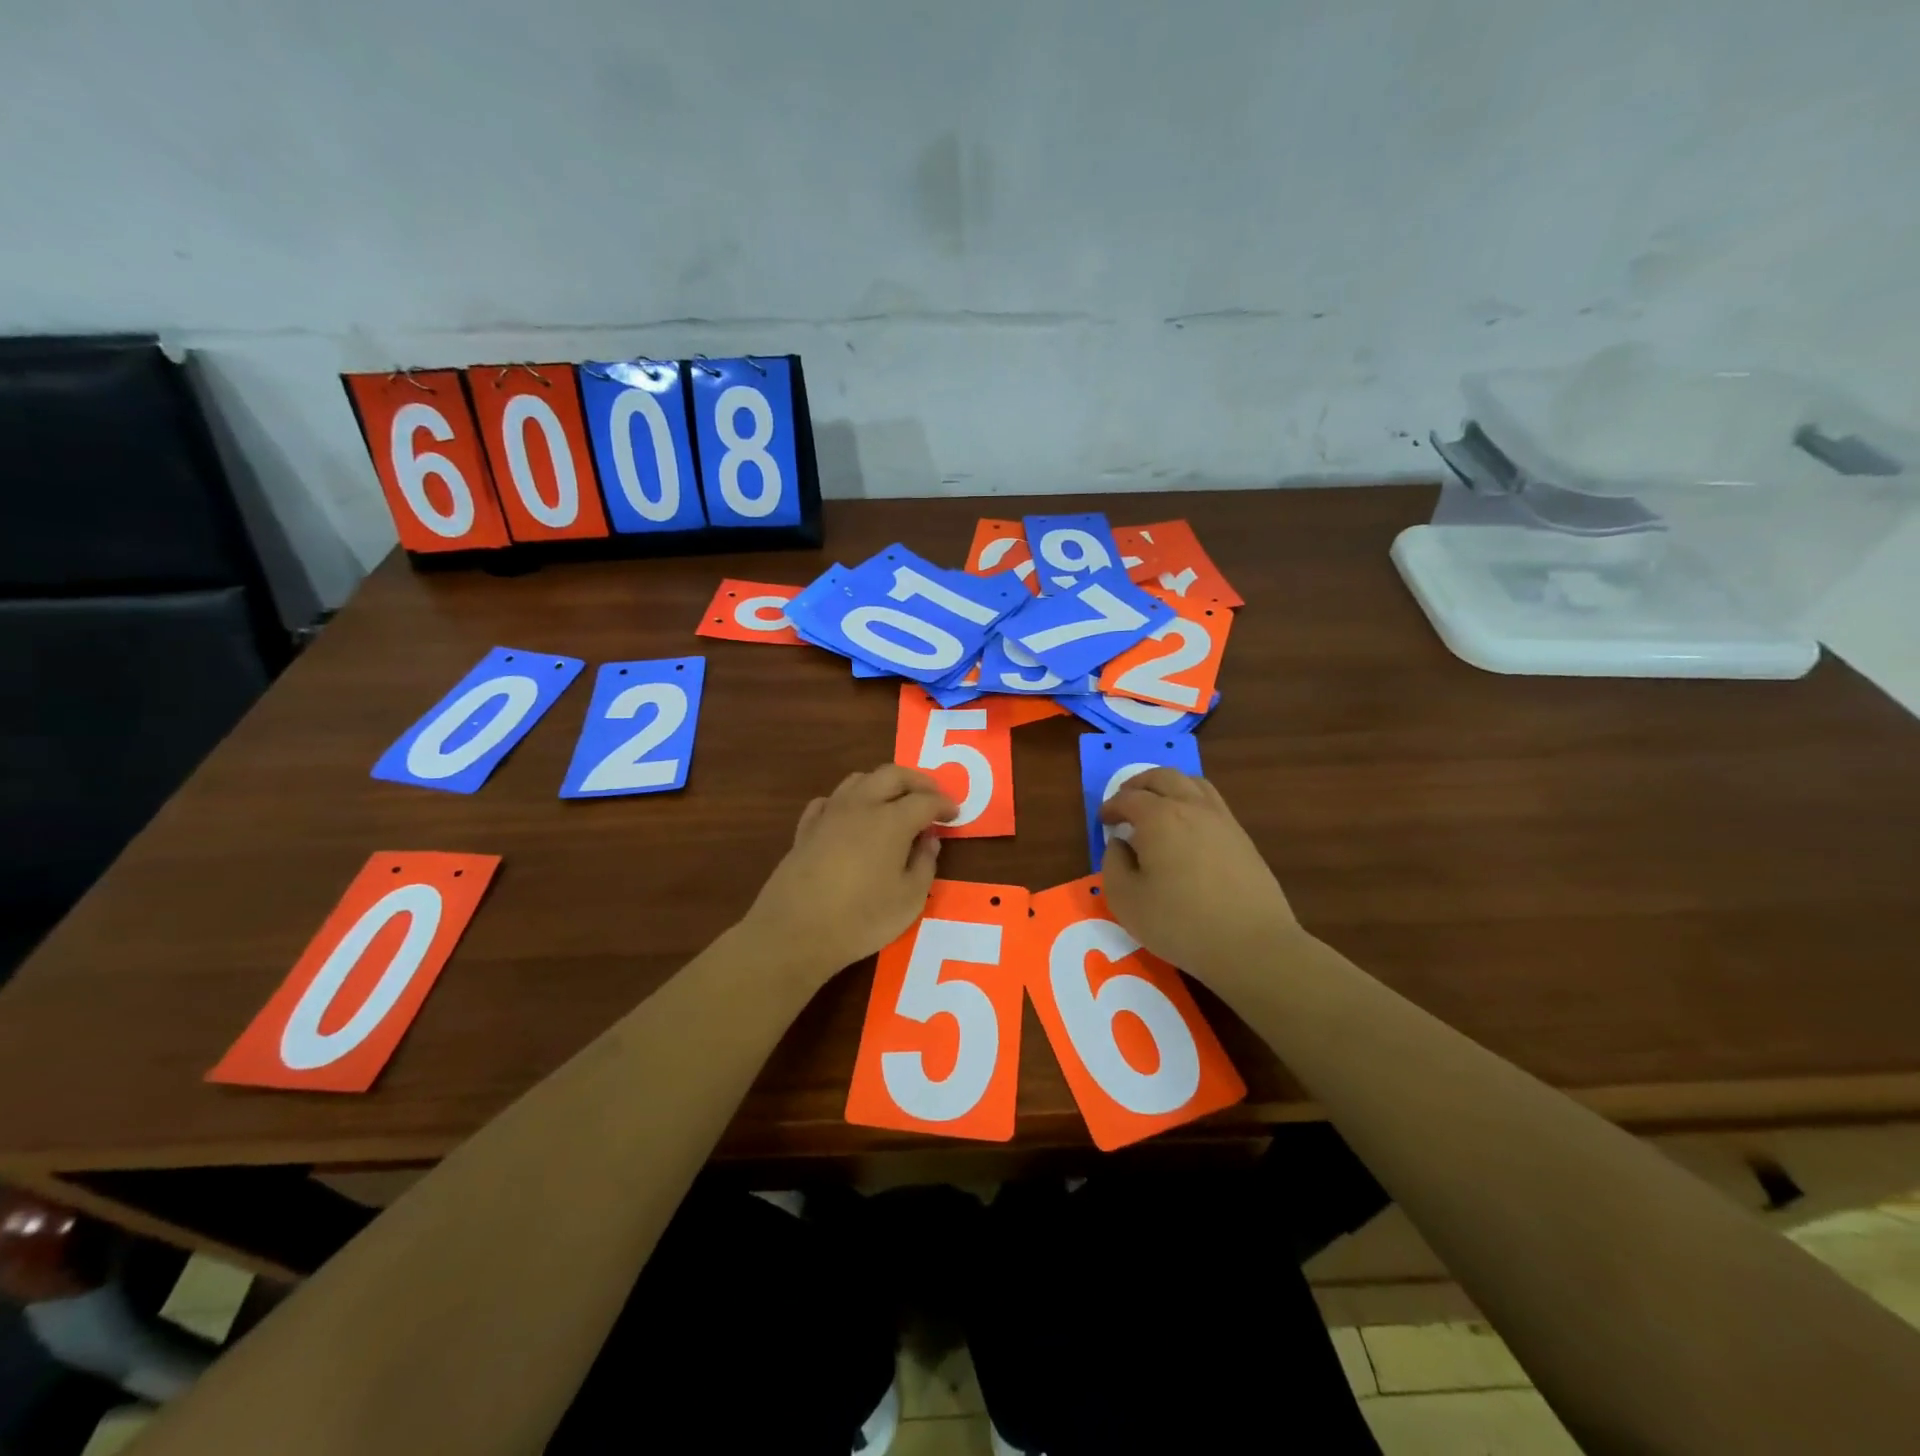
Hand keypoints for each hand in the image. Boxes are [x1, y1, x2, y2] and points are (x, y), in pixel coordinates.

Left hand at [740, 765, 957, 983]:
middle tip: (931, 795)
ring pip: (858, 779)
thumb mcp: (909, 900)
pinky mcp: (805, 829)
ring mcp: (829, 814)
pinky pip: (829, 800)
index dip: (944, 804)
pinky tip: (850, 815)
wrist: (794, 932)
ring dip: (882, 783)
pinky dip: (847, 800)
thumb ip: (924, 864)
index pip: (925, 800)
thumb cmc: (861, 919)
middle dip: (917, 780)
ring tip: (894, 800)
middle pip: (892, 775)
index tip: (955, 813)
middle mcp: (860, 806)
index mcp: (891, 820)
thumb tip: (929, 840)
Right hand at [1098, 768, 1295, 978]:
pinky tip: (1187, 825)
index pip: (1128, 799)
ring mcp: (1221, 819)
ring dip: (1168, 785)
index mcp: (1158, 818)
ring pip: (1191, 783)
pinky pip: (1211, 801)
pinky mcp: (1241, 836)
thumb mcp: (1126, 900)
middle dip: (1138, 785)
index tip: (1103, 820)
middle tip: (1125, 801)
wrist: (1251, 943)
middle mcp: (1190, 807)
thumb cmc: (1179, 922)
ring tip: (1157, 804)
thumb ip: (1113, 864)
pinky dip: (1192, 800)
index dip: (1111, 806)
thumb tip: (1119, 844)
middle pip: (1162, 777)